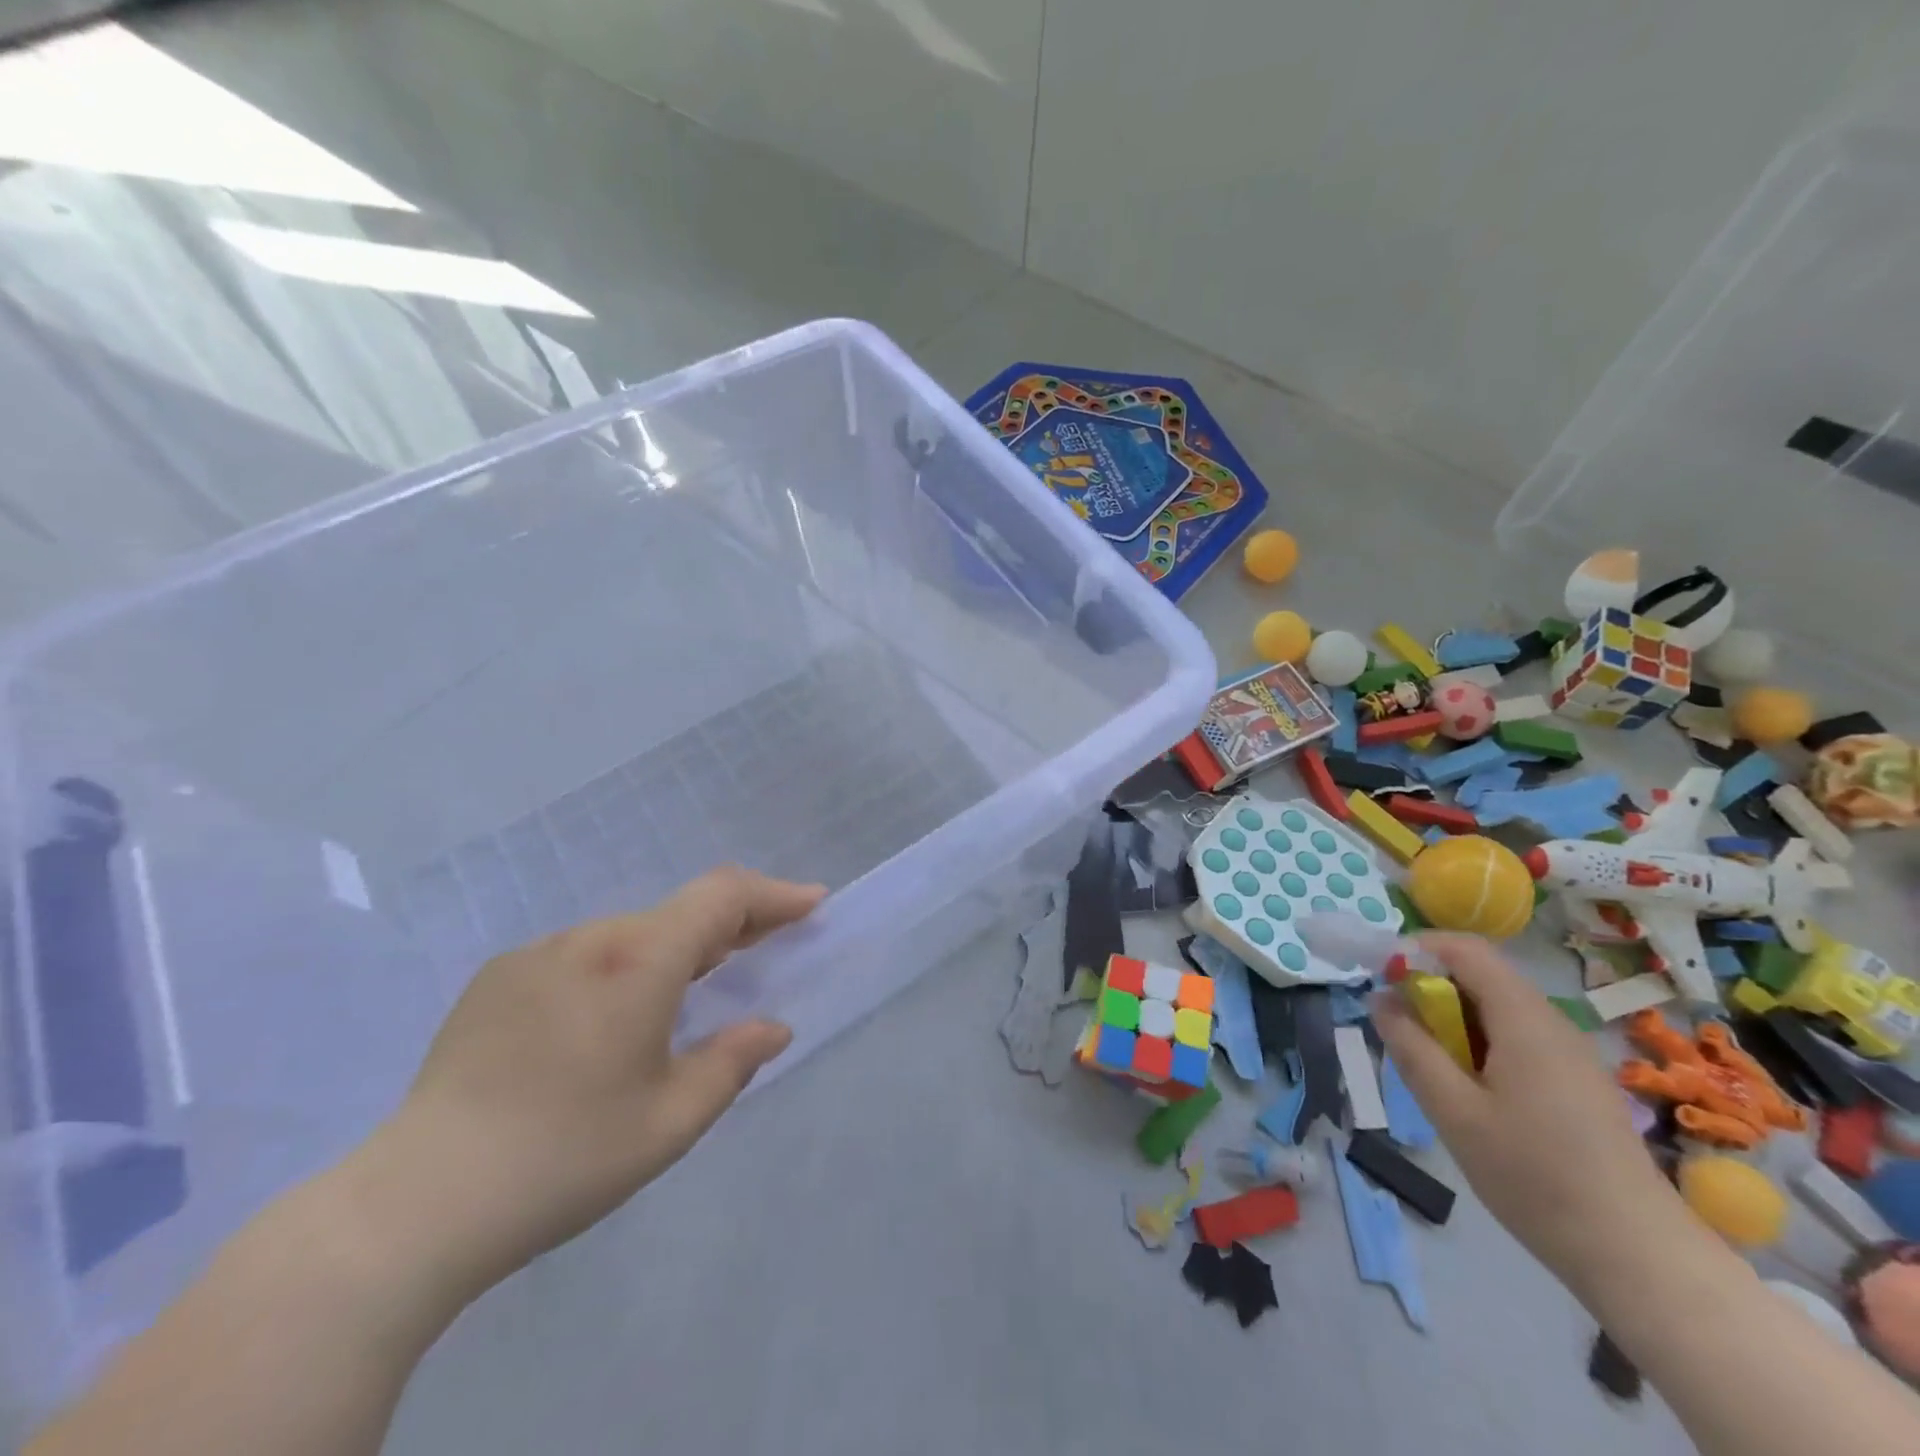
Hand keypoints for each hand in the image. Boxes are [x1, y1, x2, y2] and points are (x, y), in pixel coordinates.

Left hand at [357, 867, 825, 1294]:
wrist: (415, 1203)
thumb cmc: (564, 1159)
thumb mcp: (671, 1122)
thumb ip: (733, 1061)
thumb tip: (772, 1028)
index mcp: (639, 962)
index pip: (723, 897)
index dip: (774, 894)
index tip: (812, 905)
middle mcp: (590, 938)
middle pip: (680, 911)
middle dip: (733, 925)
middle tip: (766, 951)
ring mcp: (538, 953)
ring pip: (631, 933)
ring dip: (674, 950)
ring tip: (691, 993)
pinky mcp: (498, 978)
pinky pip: (583, 955)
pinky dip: (621, 967)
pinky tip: (608, 1022)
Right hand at [1372, 934, 1691, 1291]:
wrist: (1639, 1257)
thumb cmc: (1534, 1177)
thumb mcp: (1453, 1111)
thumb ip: (1411, 1047)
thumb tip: (1380, 999)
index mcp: (1524, 1020)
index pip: (1465, 950)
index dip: (1417, 950)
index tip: (1381, 979)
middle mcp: (1551, 1024)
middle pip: (1480, 977)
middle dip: (1429, 990)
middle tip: (1397, 1030)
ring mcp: (1570, 1054)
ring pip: (1496, 1010)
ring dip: (1451, 1020)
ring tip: (1428, 1067)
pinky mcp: (1577, 1083)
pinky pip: (1517, 1038)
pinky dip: (1479, 1044)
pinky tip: (1469, 1092)